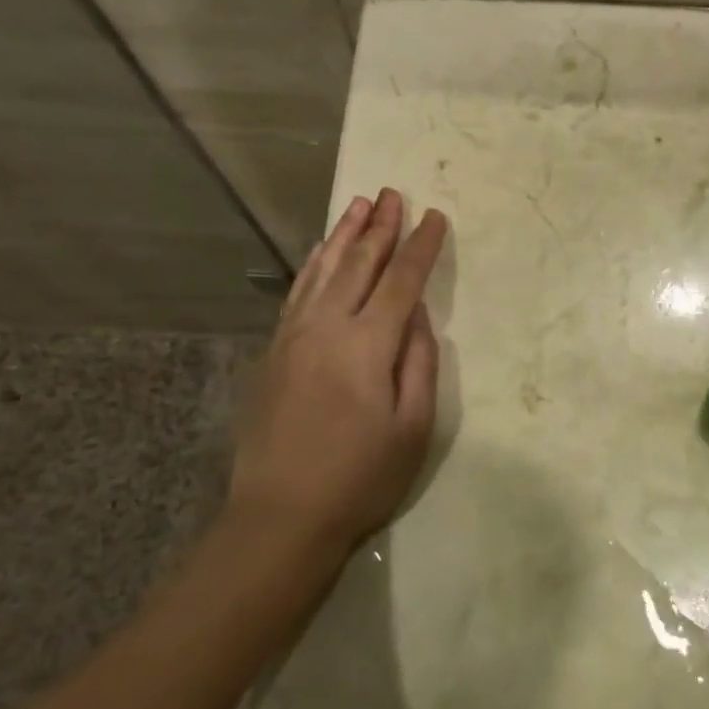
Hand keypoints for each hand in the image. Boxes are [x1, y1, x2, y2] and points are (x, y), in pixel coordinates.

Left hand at [230, 189, 447, 562]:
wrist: (281, 515)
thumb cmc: (360, 476)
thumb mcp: (413, 427)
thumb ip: (420, 363)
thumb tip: (418, 317)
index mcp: (369, 344)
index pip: (402, 281)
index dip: (421, 247)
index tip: (434, 216)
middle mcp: (328, 327)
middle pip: (359, 264)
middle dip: (381, 227)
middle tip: (394, 194)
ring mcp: (295, 336)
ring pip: (323, 270)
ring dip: (344, 235)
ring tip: (359, 205)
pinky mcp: (275, 351)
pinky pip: (297, 293)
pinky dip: (312, 265)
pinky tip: (320, 252)